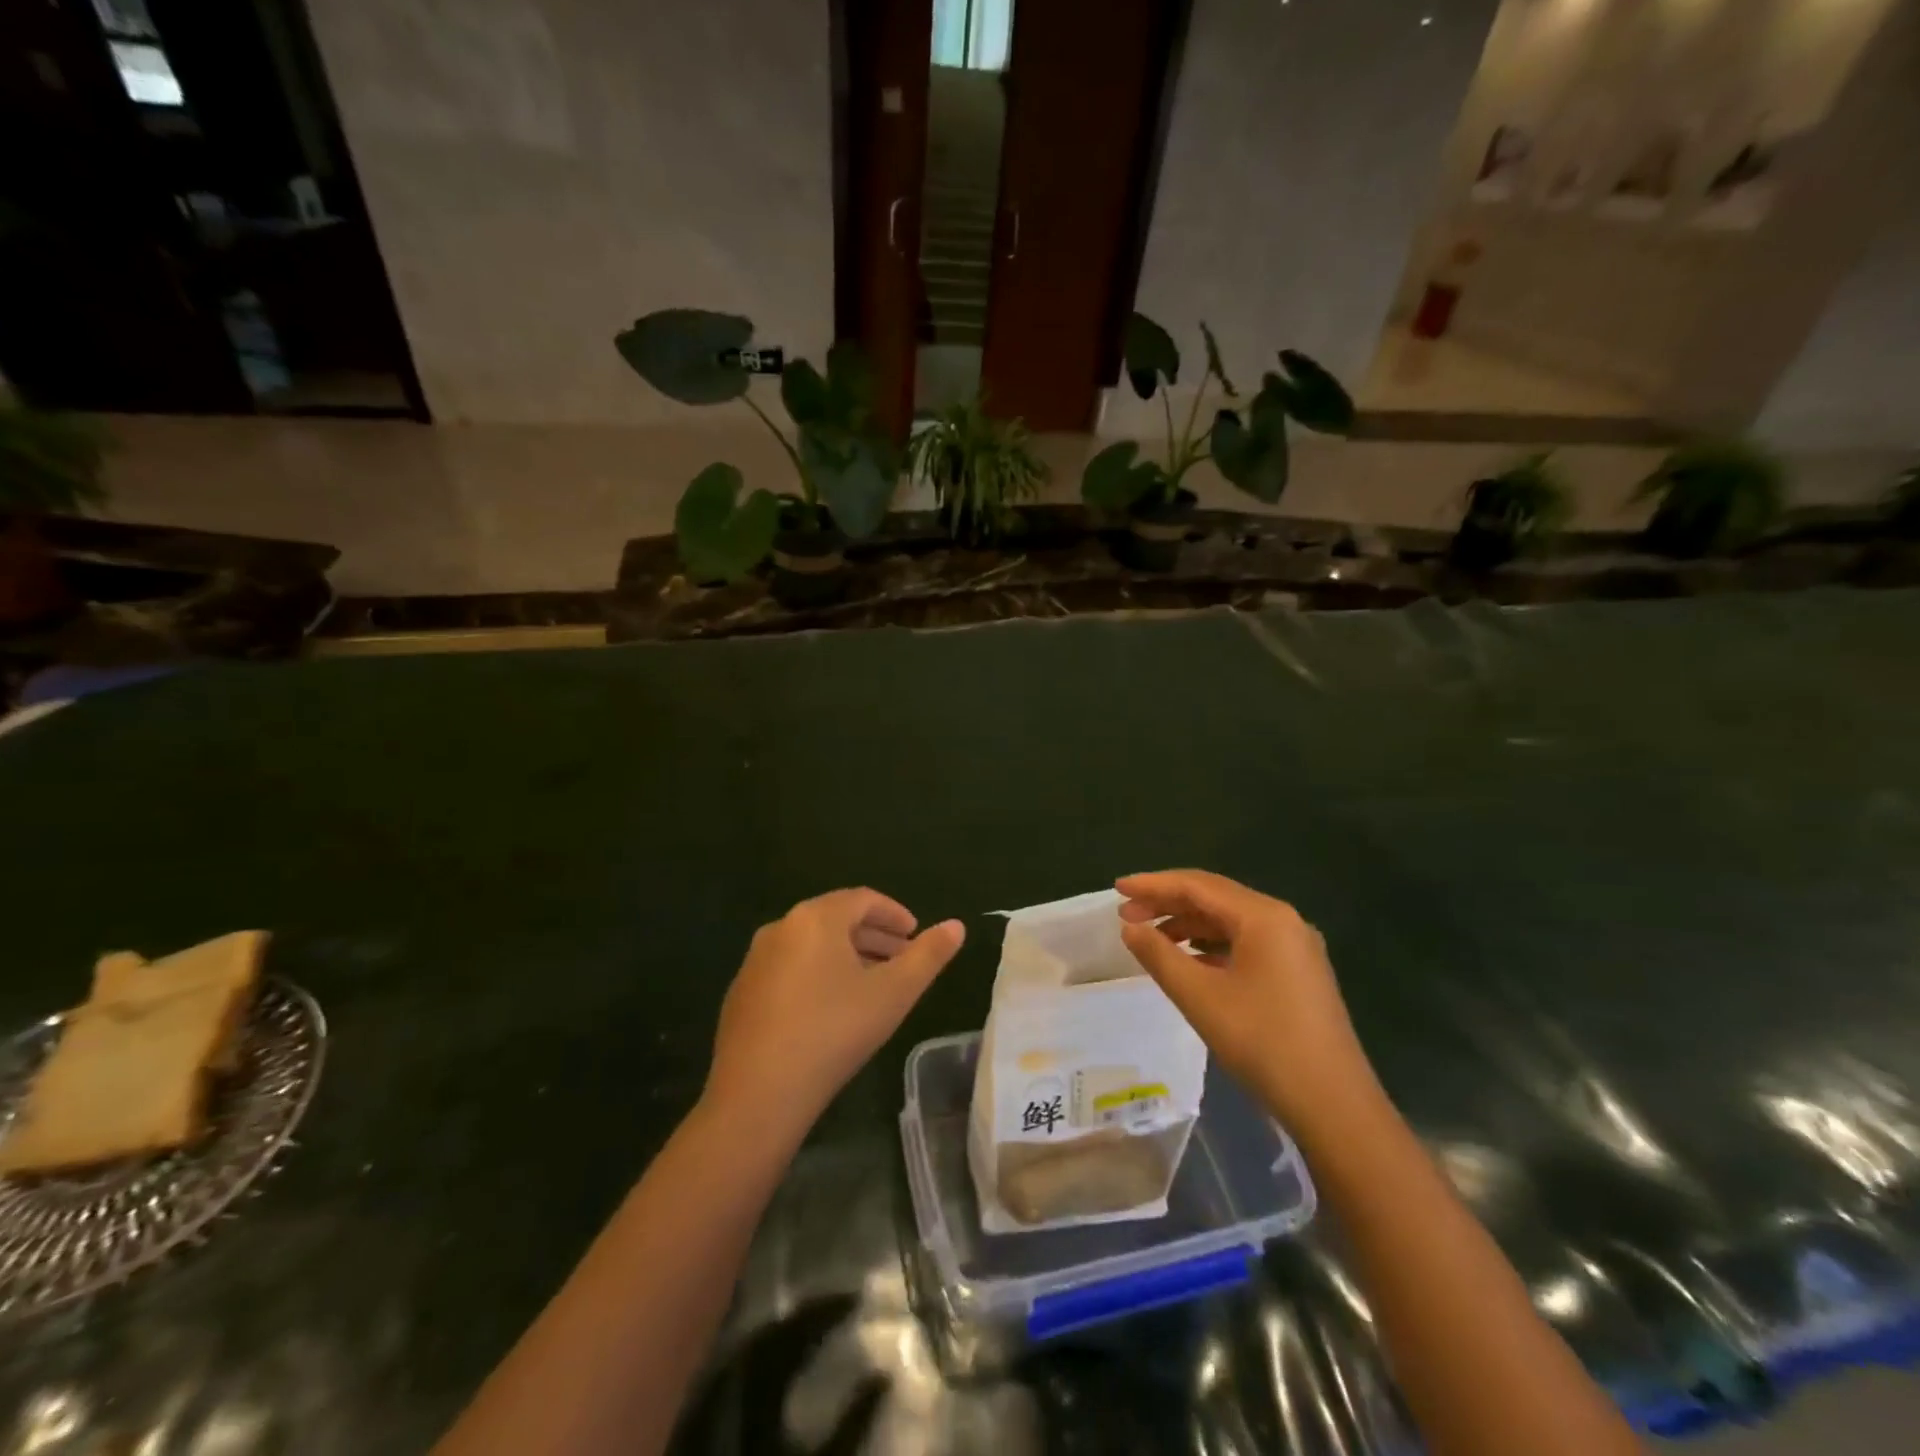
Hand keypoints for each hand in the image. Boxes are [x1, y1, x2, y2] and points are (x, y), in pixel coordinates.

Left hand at [704, 889, 964, 1136]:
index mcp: (816, 918)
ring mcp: (756, 960)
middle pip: (835, 919)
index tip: (915, 934)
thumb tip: (957, 926)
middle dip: (873, 935)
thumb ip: (928, 956)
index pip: (863, 899)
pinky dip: (817, 974)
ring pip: (812, 945)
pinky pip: (789, 968)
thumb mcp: (893, 993)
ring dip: (847, 955)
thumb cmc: (834, 1032)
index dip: (894, 913)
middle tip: (901, 958)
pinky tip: (831, 1008)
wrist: (757, 1094)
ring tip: (872, 983)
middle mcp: (781, 927)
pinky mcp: (742, 992)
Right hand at [1116, 870, 1377, 1132]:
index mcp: (1264, 916)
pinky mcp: (1298, 972)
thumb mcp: (1200, 997)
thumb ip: (1159, 955)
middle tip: (1125, 914)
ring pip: (1230, 921)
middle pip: (1215, 897)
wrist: (1334, 1105)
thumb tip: (1130, 927)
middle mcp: (1283, 920)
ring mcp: (1295, 947)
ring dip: (1188, 924)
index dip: (1153, 885)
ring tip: (1149, 937)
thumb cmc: (1263, 1043)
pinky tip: (1188, 960)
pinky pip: (1245, 943)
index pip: (1198, 885)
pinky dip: (1210, 944)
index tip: (1117, 888)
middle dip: (1167, 902)